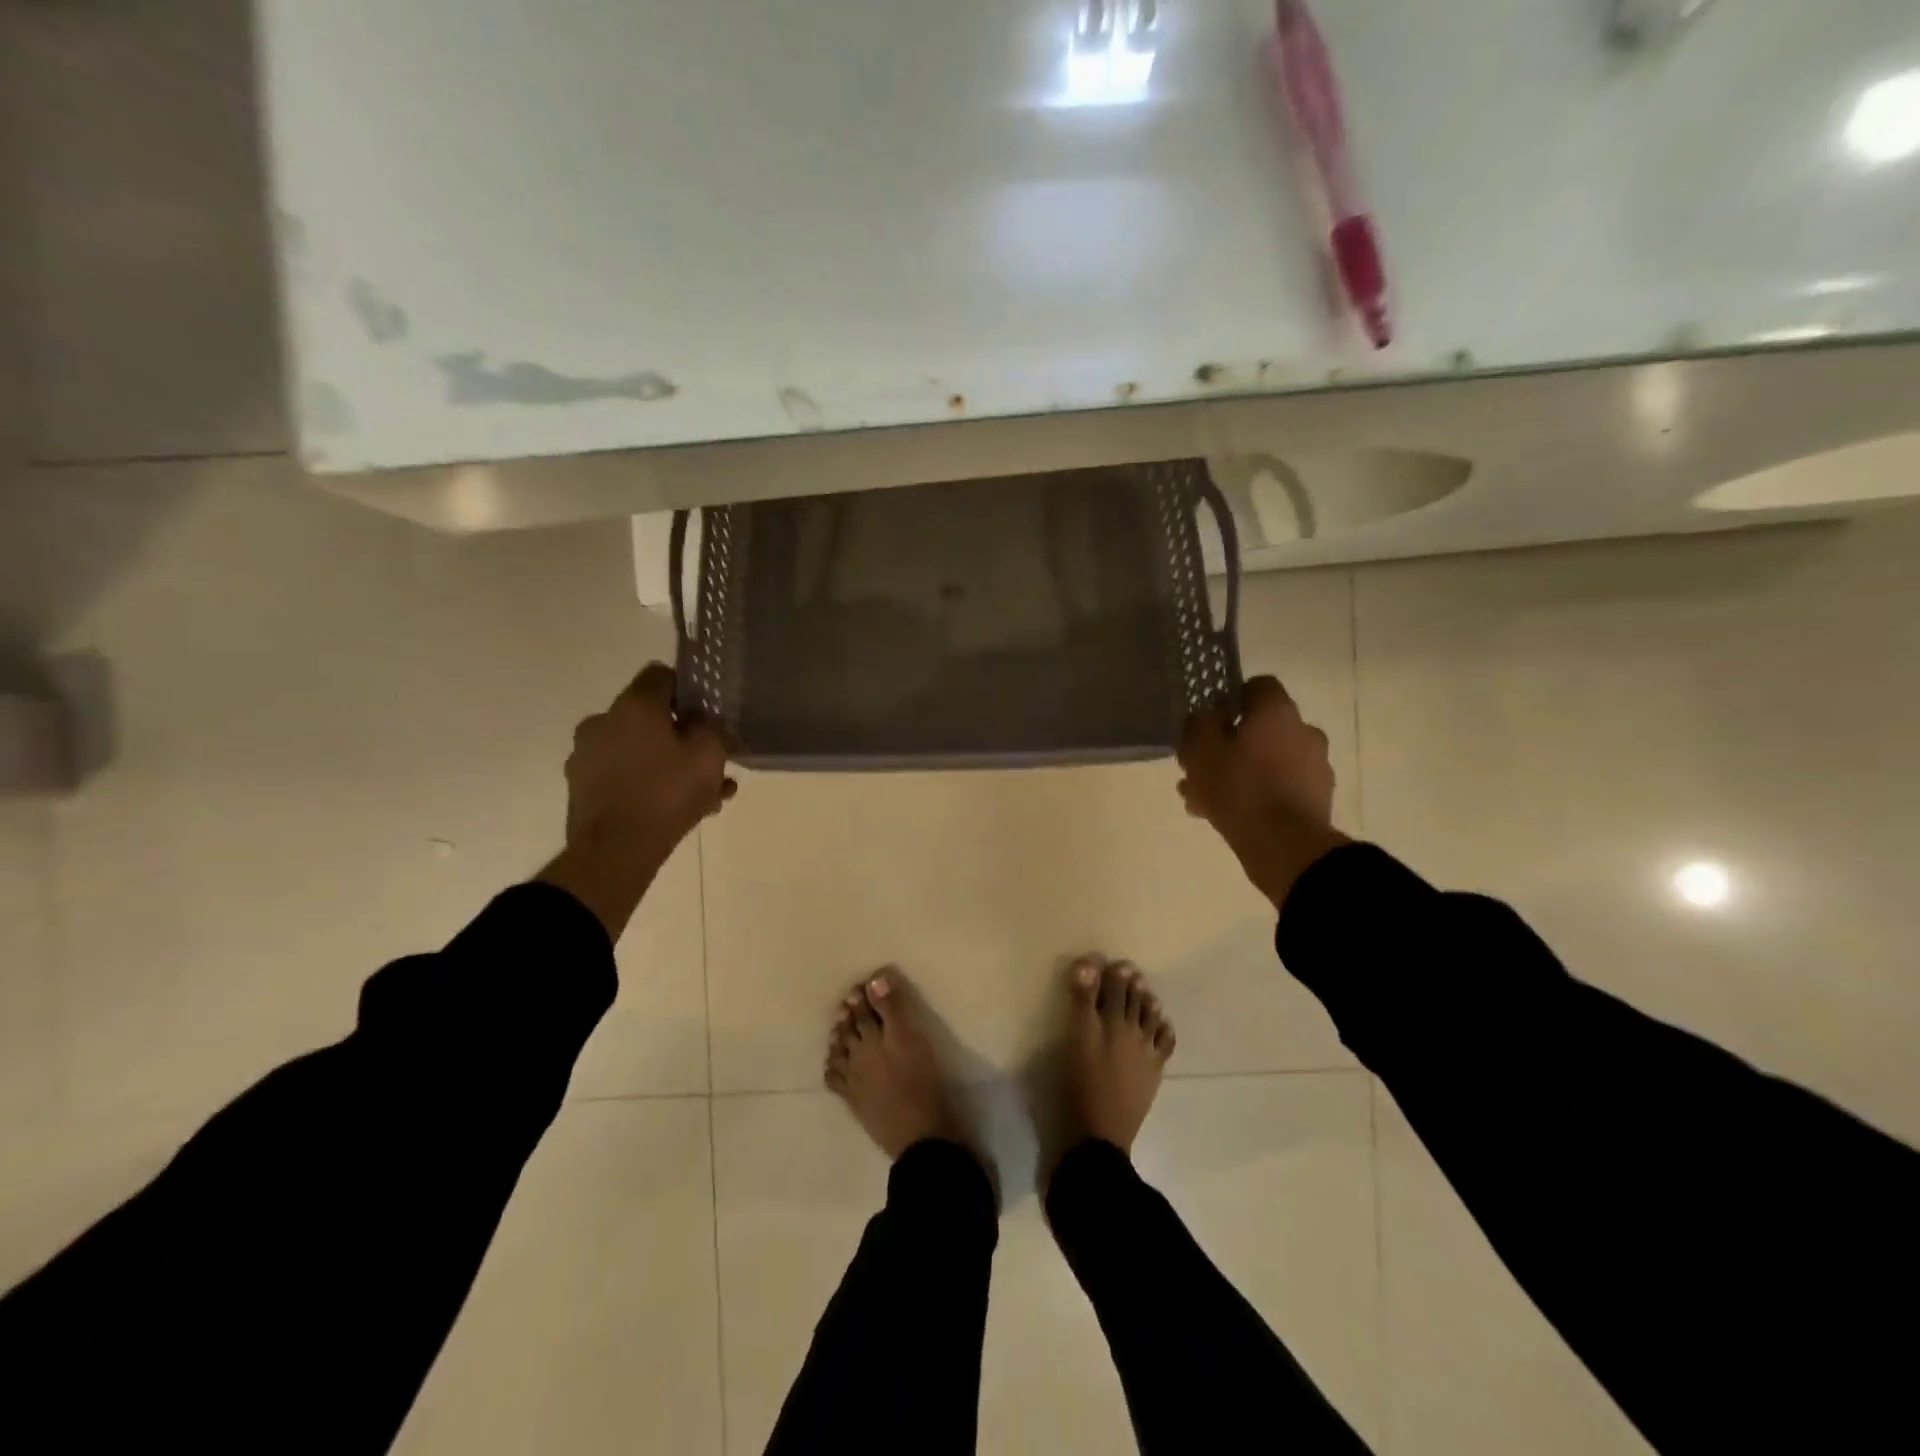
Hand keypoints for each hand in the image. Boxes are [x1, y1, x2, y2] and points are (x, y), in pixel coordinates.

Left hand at [539, 664, 735, 938]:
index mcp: (633, 706)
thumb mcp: (709, 754)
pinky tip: (678, 810)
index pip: (661, 675)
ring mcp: (586, 756)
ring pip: (640, 751)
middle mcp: (603, 722)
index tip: (706, 716)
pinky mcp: (582, 787)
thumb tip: (701, 721)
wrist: (614, 851)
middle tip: (711, 764)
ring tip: (705, 796)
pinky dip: (648, 784)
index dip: (688, 691)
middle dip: (683, 737)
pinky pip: (624, 776)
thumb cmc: (666, 793)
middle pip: (650, 718)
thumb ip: (712, 728)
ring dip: (670, 765)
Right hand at [1177, 676, 1348, 910]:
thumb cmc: (1239, 788)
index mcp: (1277, 711)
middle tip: (1199, 768)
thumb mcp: (1200, 751)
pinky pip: (1279, 787)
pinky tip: (1226, 816)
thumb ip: (1199, 725)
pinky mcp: (1316, 798)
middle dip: (1228, 744)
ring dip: (1238, 772)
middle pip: (1260, 728)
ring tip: (1203, 799)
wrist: (1286, 846)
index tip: (1209, 721)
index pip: (1257, 686)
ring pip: (1266, 760)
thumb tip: (1208, 717)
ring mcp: (1315, 766)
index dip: (1230, 699)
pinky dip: (1256, 794)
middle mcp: (1303, 731)